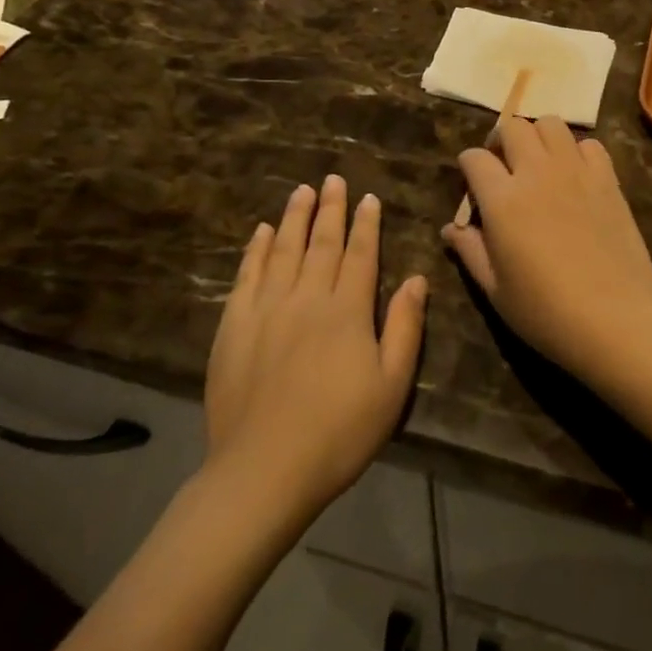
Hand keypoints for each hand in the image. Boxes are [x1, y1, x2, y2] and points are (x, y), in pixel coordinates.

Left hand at [205, 177, 427, 520]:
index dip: (366, 223)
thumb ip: (404, 328)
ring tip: (302, 190)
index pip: (361, 254)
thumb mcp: (391, 386)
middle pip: (322, 242)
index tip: (368, 197)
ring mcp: (266, 308)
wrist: (263, 471)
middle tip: (332, 178)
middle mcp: (307, 297)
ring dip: (295, 217)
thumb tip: (417, 279)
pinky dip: (256, 249)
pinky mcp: (233, 326)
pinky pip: (247, 275)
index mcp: (347, 310)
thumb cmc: (338, 433)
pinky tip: (262, 232)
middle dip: (330, 208)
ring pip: (284, 250)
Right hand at [443, 117, 651, 379]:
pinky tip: (575, 177)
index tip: (473, 187)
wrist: (617, 319)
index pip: (474, 157)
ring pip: (551, 123)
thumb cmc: (547, 312)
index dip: (468, 167)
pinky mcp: (607, 178)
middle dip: (501, 140)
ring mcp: (576, 171)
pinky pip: (589, 144)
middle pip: (512, 126)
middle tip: (504, 167)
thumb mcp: (495, 290)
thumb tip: (450, 228)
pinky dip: (577, 151)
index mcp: (502, 199)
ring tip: (539, 164)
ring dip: (538, 137)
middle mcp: (537, 172)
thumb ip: (470, 251)